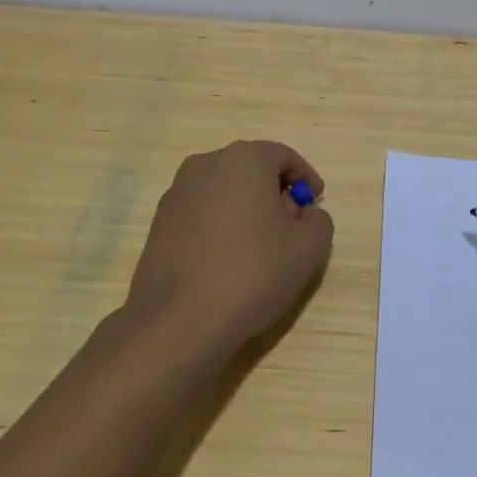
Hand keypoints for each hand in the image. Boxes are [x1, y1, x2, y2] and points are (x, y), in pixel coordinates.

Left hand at [124, 141, 334, 360]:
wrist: (177, 321)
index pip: (283, 156)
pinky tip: (228, 262)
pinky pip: (201, 213)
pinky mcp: (159, 223)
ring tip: (259, 249)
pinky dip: (220, 226)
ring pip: (224, 191)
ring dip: (246, 210)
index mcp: (243, 159)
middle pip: (251, 170)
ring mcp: (176, 193)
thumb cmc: (251, 273)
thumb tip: (305, 215)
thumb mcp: (308, 249)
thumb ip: (318, 221)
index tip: (314, 204)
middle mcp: (205, 165)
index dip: (305, 178)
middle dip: (275, 193)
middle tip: (291, 228)